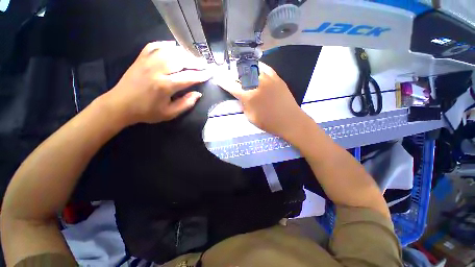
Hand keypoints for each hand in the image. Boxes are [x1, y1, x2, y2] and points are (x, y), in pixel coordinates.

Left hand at [101, 42, 210, 125]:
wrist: (120, 105)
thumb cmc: (146, 112)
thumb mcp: (169, 113)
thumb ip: (185, 104)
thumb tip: (198, 94)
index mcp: (165, 86)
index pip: (189, 77)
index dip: (201, 75)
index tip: (210, 74)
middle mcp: (157, 70)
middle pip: (181, 61)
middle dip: (195, 62)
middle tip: (204, 63)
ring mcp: (147, 62)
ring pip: (170, 51)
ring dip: (184, 53)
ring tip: (193, 56)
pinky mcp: (140, 59)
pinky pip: (154, 46)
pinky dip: (165, 44)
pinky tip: (173, 46)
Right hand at [215, 63, 310, 139]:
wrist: (290, 120)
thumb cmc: (268, 122)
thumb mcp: (250, 117)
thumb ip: (243, 104)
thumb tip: (240, 96)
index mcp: (248, 96)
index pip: (231, 86)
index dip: (222, 81)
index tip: (217, 77)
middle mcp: (256, 84)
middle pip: (239, 74)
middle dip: (231, 74)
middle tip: (228, 75)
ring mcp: (267, 78)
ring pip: (251, 68)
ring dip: (243, 68)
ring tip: (239, 70)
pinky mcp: (276, 77)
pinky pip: (264, 67)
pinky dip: (257, 66)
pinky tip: (254, 67)